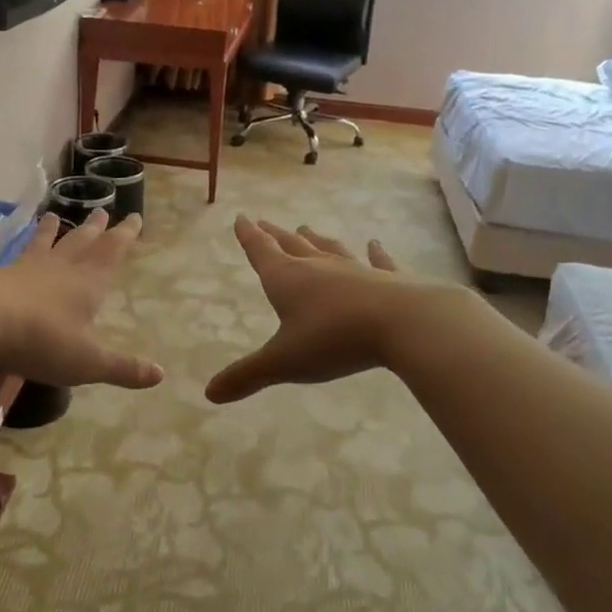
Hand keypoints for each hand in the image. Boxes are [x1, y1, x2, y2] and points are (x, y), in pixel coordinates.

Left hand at [0, 210, 162, 389]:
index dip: (124, 236)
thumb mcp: (88, 362)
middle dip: (93, 230)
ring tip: (53, 214)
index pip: (111, 254)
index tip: (135, 217)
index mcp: (85, 285)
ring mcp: (18, 269)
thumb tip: (160, 375)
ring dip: (46, 231)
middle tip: (102, 211)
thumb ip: (123, 368)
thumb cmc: (40, 341)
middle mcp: (55, 270)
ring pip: (38, 245)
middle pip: (79, 244)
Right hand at [206, 217, 458, 402]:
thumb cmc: (333, 339)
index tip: (242, 218)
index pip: (261, 252)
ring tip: (306, 228)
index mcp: (288, 280)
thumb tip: (210, 393)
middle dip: (276, 235)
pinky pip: (378, 261)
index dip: (249, 236)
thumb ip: (247, 376)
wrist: (402, 323)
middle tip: (266, 222)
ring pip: (330, 250)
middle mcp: (318, 268)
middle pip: (292, 246)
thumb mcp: (284, 362)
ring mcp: (355, 270)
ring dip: (316, 240)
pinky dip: (376, 253)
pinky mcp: (388, 280)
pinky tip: (375, 244)